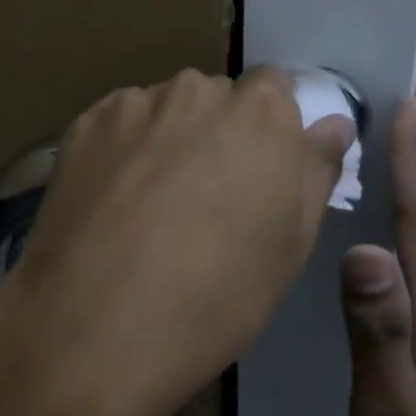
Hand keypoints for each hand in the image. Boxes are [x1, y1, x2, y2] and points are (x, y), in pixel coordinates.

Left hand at [0, 67, 354, 415]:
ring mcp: (133, 104)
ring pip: (163, 110)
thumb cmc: (216, 296)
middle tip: (203, 197)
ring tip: (149, 204)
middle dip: (216, 132)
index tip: (257, 172)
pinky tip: (110, 201)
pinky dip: (121, 150)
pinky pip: (117, 126)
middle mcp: (197, 90)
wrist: (97, 326)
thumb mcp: (291, 244)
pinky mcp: (84, 124)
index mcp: (260, 112)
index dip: (268, 129)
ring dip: (166, 138)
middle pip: (216, 98)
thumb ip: (315, 170)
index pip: (274, 89)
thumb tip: (332, 123)